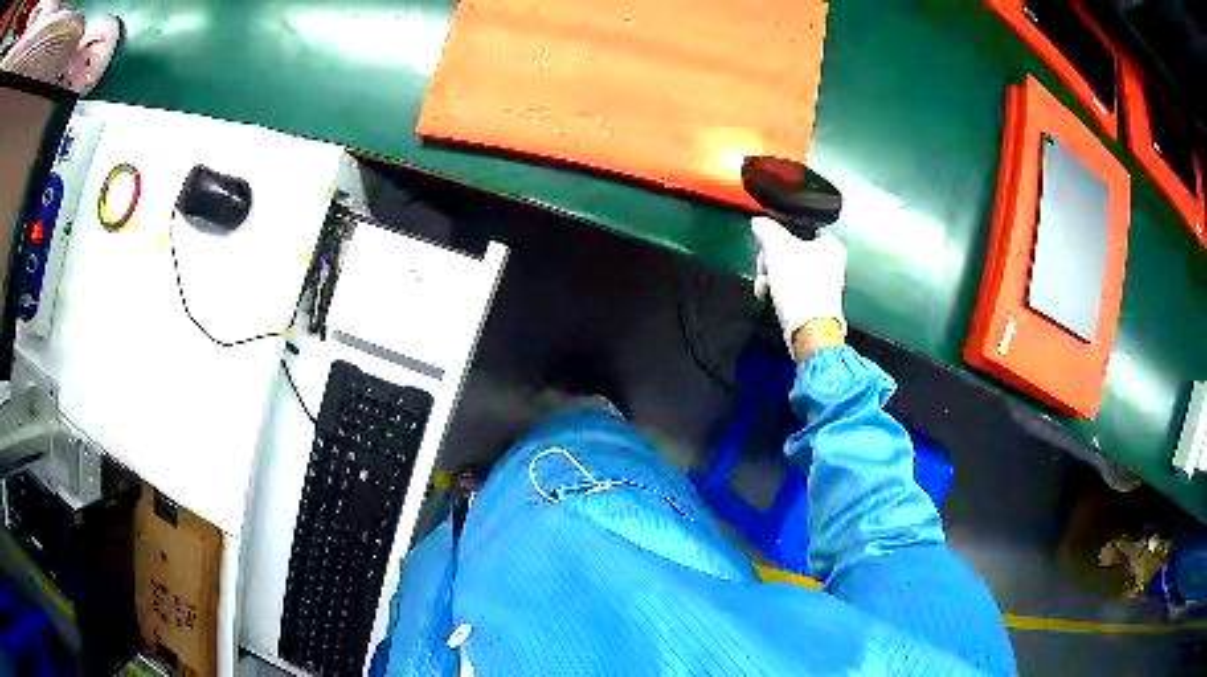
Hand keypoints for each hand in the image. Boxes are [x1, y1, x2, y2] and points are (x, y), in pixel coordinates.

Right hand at [751, 216, 847, 359]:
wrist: (809, 330)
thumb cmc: (800, 285)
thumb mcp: (777, 248)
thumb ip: (767, 229)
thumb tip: (759, 222)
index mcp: (829, 243)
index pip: (798, 227)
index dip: (778, 234)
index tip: (765, 244)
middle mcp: (831, 262)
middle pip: (790, 250)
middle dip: (770, 260)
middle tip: (764, 269)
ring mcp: (823, 284)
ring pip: (788, 270)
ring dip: (771, 278)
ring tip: (765, 288)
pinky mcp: (814, 303)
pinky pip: (791, 289)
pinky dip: (779, 292)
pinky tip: (771, 299)